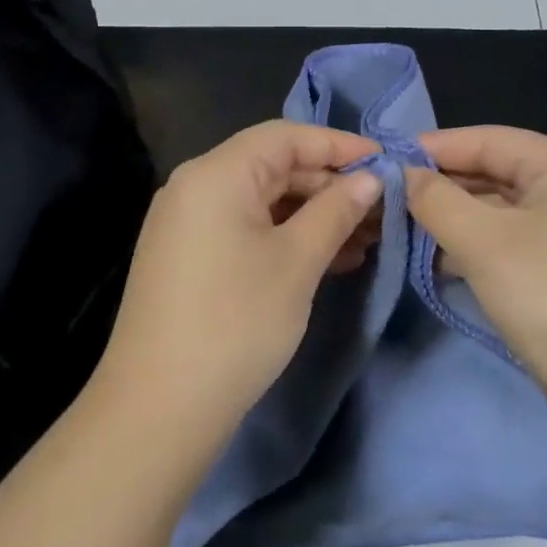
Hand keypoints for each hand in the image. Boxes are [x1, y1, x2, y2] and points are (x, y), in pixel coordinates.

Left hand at [99, 121, 382, 444]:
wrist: (159, 409)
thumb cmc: (236, 322)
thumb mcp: (298, 261)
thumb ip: (337, 210)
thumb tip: (371, 178)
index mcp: (217, 173)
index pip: (287, 136)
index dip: (340, 145)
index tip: (386, 163)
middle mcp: (196, 186)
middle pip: (274, 166)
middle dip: (330, 185)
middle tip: (381, 209)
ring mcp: (188, 223)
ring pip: (263, 201)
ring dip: (313, 215)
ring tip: (366, 238)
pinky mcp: (189, 257)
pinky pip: (246, 228)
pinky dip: (286, 236)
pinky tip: (329, 258)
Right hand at [406, 126, 546, 432]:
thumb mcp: (483, 244)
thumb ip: (436, 200)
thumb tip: (404, 175)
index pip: (488, 139)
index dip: (434, 147)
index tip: (385, 161)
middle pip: (496, 170)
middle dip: (443, 185)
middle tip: (390, 199)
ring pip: (503, 207)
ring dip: (456, 217)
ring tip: (407, 229)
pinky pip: (515, 236)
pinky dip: (479, 242)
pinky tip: (441, 259)